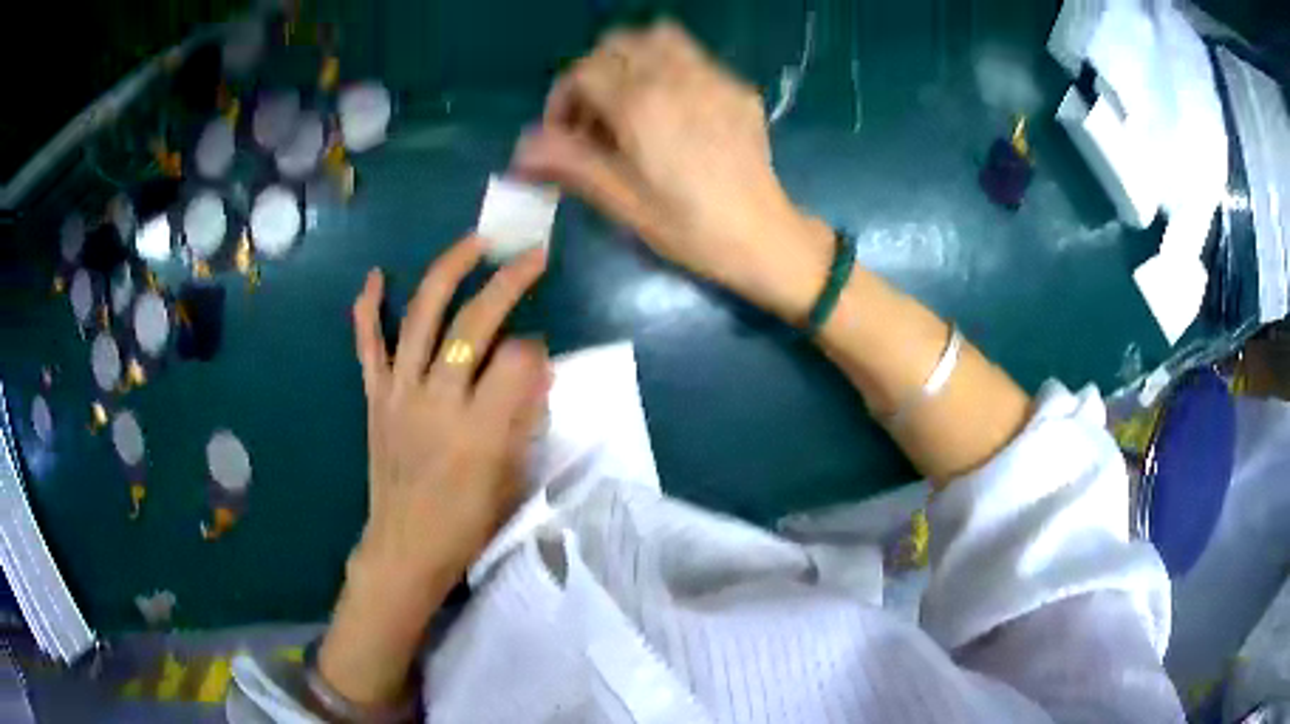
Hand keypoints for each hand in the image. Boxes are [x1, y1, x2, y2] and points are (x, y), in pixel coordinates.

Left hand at [319, 237, 549, 705]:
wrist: (404, 548)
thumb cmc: (465, 523)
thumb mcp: (511, 479)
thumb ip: (525, 418)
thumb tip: (537, 366)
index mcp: (479, 430)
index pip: (517, 360)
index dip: (536, 348)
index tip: (540, 355)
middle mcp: (436, 401)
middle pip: (473, 323)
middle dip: (508, 282)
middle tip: (532, 256)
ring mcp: (398, 393)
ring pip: (421, 317)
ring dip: (448, 271)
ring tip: (475, 242)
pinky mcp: (375, 397)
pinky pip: (368, 346)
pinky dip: (368, 309)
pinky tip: (376, 276)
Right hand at [512, 21, 833, 321]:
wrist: (763, 236)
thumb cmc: (688, 227)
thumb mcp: (621, 201)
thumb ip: (568, 163)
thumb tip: (521, 148)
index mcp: (640, 105)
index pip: (582, 72)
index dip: (562, 100)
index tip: (565, 135)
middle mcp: (675, 77)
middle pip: (615, 45)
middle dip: (594, 74)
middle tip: (596, 117)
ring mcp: (712, 77)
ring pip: (657, 38)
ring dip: (631, 60)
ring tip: (631, 102)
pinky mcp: (736, 87)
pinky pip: (692, 56)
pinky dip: (667, 67)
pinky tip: (673, 108)